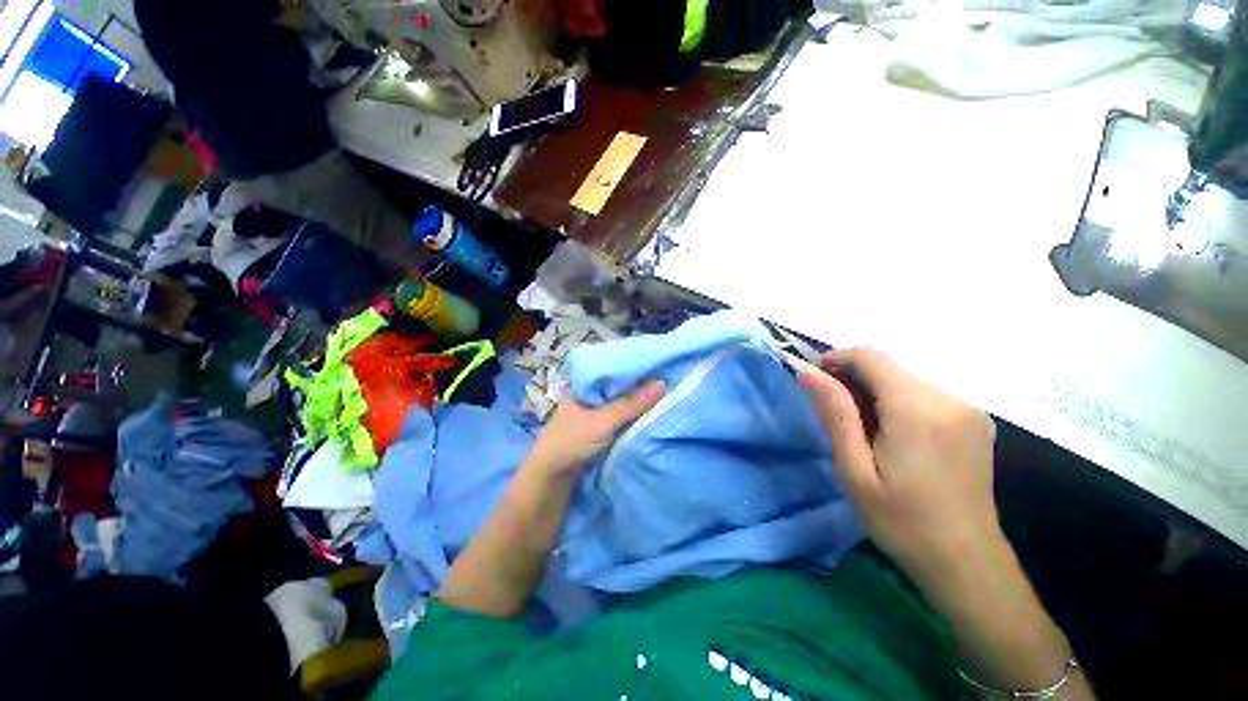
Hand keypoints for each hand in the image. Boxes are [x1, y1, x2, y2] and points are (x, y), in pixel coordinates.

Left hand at [525, 381, 665, 478]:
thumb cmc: (573, 442)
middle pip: (618, 388)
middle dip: (638, 388)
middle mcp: (588, 397)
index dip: (634, 369)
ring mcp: (592, 414)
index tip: (658, 366)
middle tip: (665, 382)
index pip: (613, 371)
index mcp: (584, 386)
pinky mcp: (597, 430)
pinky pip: (619, 419)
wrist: (550, 479)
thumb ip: (632, 403)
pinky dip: (631, 418)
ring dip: (636, 404)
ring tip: (662, 395)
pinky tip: (647, 415)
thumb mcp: (605, 421)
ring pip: (620, 405)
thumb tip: (663, 383)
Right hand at [798, 348, 1000, 581]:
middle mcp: (949, 398)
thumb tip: (808, 372)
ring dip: (874, 393)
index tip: (815, 381)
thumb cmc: (901, 521)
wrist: (966, 563)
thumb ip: (834, 413)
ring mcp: (967, 409)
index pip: (869, 356)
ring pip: (904, 380)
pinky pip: (924, 395)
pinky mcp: (975, 420)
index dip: (835, 359)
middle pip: (887, 367)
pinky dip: (897, 403)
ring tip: (861, 431)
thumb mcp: (854, 469)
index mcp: (917, 409)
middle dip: (852, 379)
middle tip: (833, 415)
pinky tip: (891, 436)